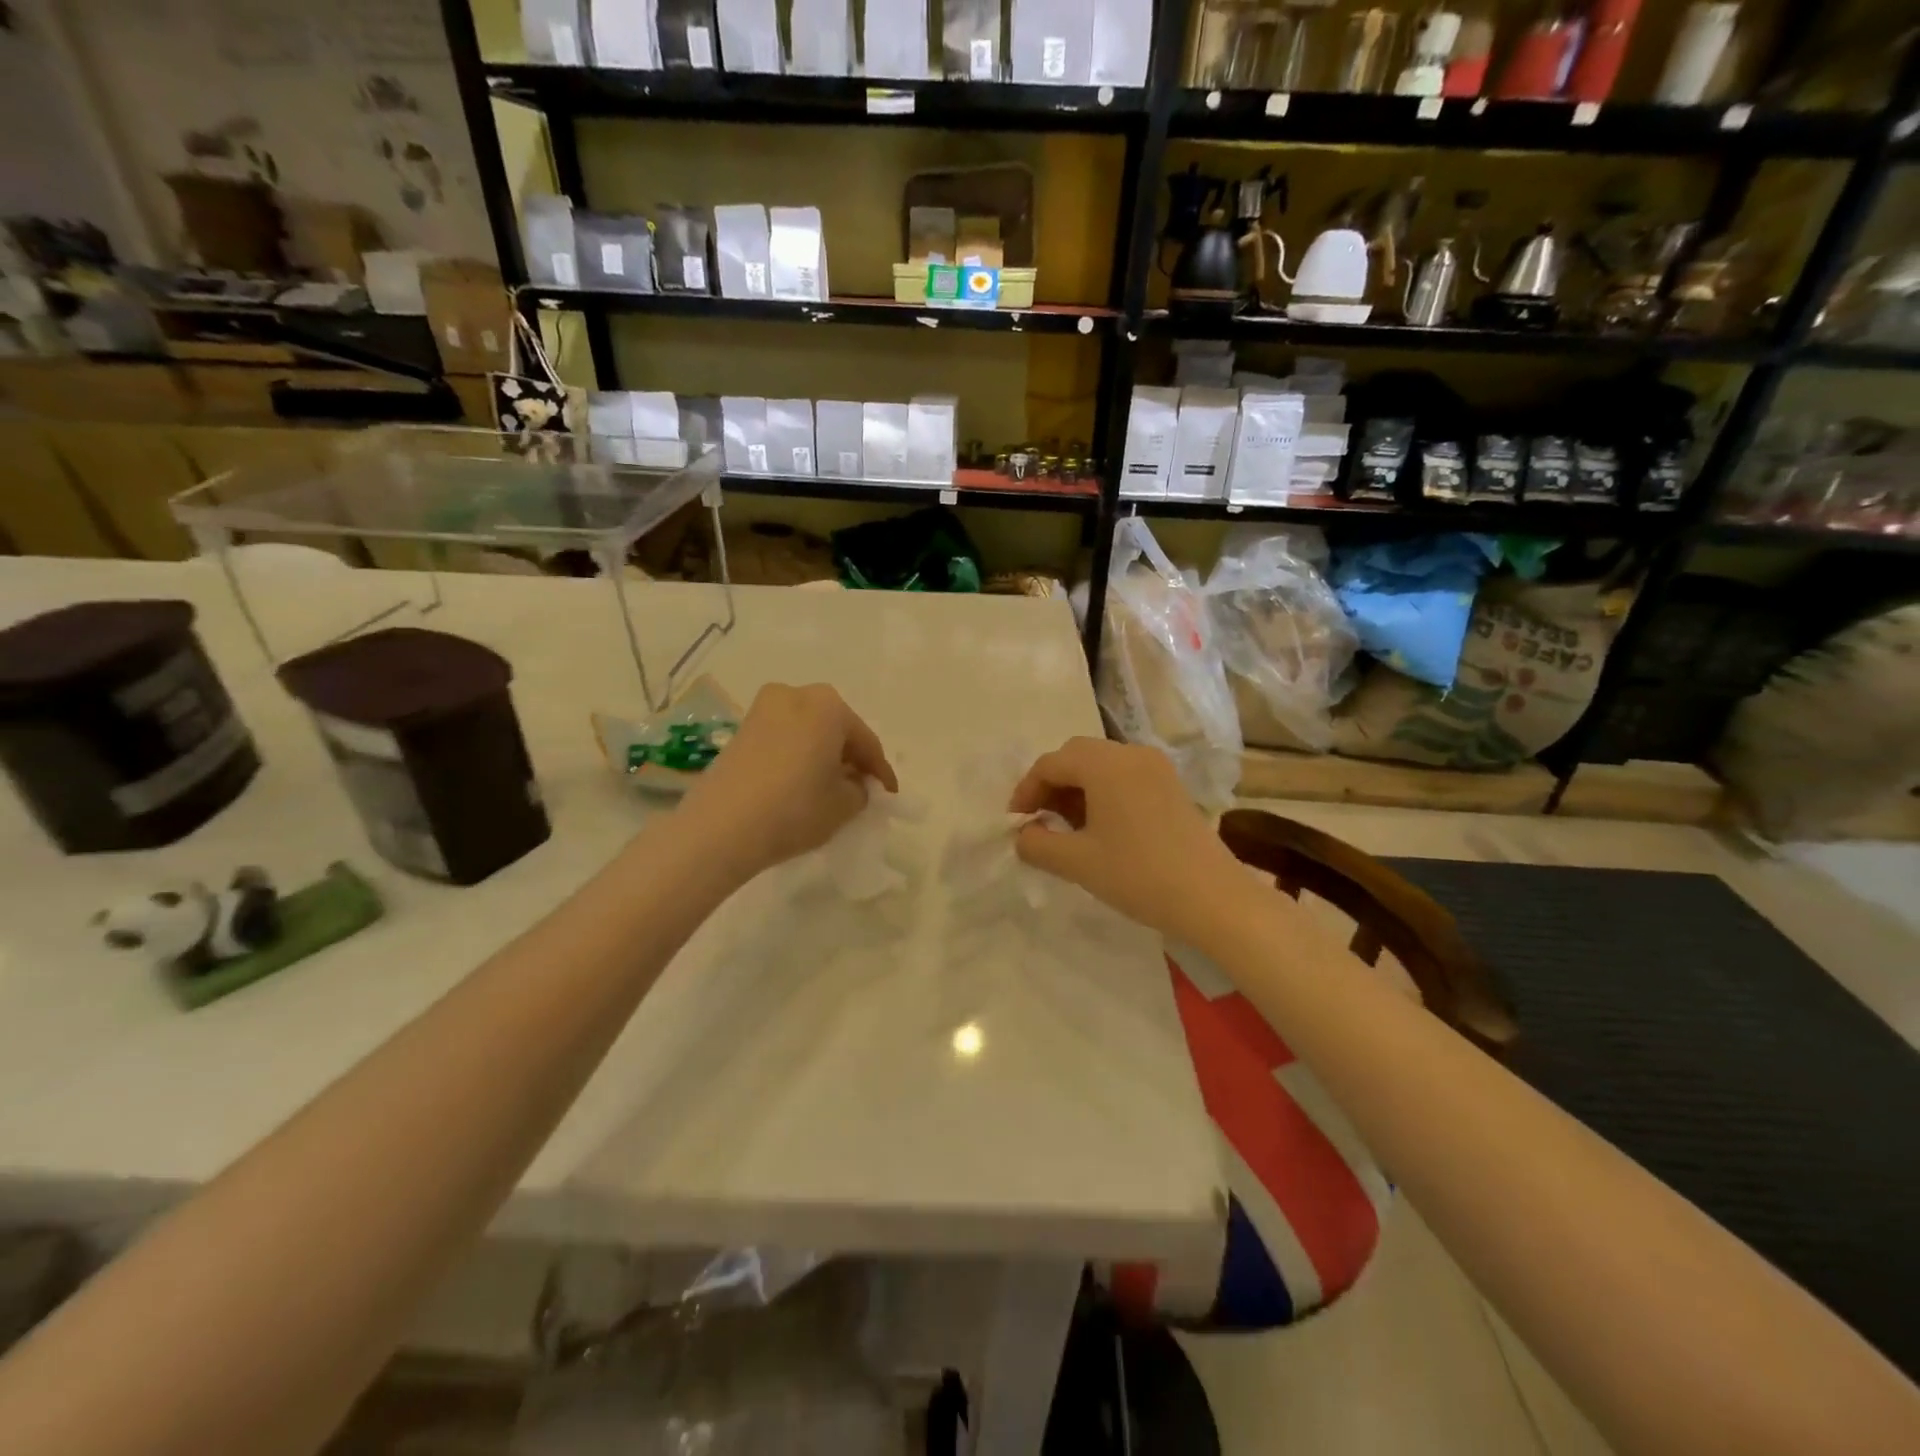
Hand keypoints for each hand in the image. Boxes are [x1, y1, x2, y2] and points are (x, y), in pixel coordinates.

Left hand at [677, 684, 897, 886]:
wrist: (721, 828)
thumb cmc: (795, 808)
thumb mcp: (844, 805)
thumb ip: (860, 789)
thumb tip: (852, 783)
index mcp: (828, 705)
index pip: (866, 741)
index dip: (880, 771)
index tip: (889, 795)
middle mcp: (795, 695)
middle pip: (835, 729)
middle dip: (850, 757)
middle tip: (861, 786)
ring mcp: (762, 710)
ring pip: (807, 732)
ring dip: (822, 755)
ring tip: (830, 787)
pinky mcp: (740, 730)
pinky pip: (783, 740)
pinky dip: (797, 757)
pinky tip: (800, 783)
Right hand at [1010, 737, 1250, 944]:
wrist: (1212, 898)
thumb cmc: (1138, 875)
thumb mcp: (1077, 862)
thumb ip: (1038, 844)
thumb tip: (1023, 834)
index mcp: (1105, 764)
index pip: (1051, 763)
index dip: (1026, 790)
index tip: (1016, 822)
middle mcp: (1130, 754)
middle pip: (1076, 756)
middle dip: (1051, 785)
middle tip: (1039, 821)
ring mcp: (1156, 768)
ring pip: (1101, 766)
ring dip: (1077, 789)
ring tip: (1067, 828)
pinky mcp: (1171, 786)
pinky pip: (1124, 776)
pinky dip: (1102, 793)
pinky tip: (1100, 828)